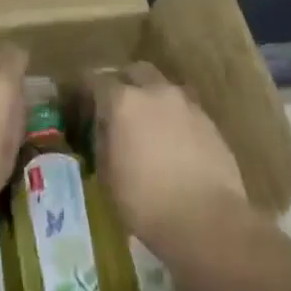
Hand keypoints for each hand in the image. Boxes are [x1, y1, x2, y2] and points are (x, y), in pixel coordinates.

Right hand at [93, 63, 247, 255]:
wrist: (207, 220)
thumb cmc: (146, 201)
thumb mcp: (107, 175)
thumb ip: (102, 141)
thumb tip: (103, 129)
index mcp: (124, 102)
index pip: (96, 80)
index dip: (85, 89)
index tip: (80, 100)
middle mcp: (156, 92)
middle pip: (135, 71)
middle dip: (123, 82)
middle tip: (116, 105)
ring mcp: (187, 104)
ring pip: (164, 87)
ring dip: (152, 98)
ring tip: (147, 124)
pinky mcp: (210, 122)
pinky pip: (184, 108)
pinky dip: (174, 116)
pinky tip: (172, 141)